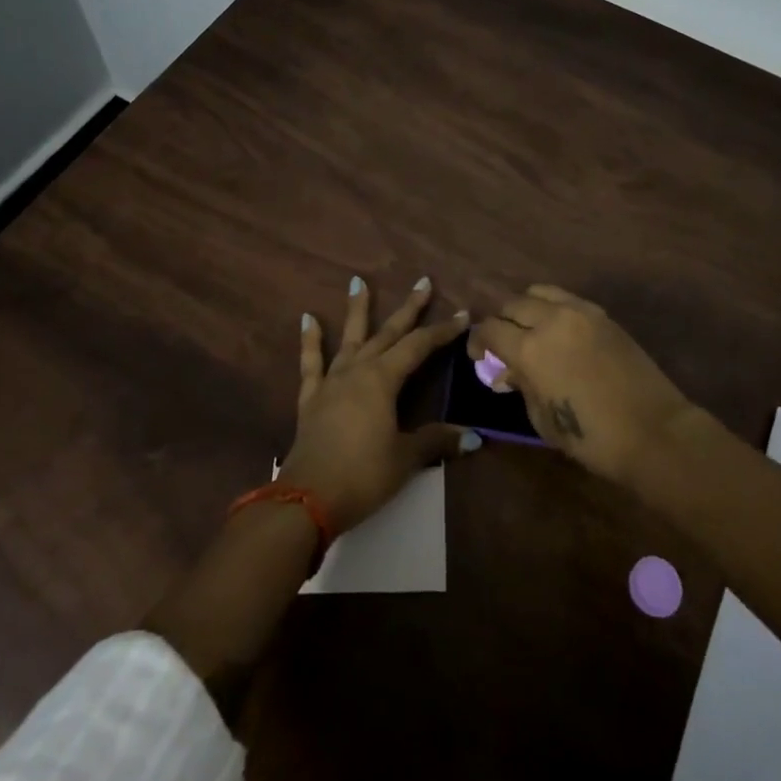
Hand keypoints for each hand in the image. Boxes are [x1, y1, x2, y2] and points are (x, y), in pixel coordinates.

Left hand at [278, 275, 475, 532]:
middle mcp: (358, 370)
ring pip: (350, 338)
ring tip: (357, 281)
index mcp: (383, 379)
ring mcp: (332, 381)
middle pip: (388, 333)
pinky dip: (310, 341)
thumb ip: (436, 441)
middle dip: (409, 308)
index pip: (419, 347)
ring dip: (357, 310)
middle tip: (422, 282)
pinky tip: (307, 319)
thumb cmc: (363, 475)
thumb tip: (473, 437)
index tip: (463, 315)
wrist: (307, 499)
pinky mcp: (311, 398)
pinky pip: (311, 363)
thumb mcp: (405, 458)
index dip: (442, 331)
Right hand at [472, 284, 695, 483]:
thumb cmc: (592, 437)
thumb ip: (522, 386)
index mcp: (530, 349)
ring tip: (529, 328)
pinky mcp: (602, 315)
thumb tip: (508, 371)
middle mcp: (550, 320)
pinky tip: (557, 329)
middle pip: (512, 305)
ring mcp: (579, 312)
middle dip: (501, 322)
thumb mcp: (542, 418)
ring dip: (526, 308)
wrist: (653, 431)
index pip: (490, 330)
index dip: (478, 341)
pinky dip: (553, 307)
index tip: (478, 355)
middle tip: (502, 342)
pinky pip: (566, 298)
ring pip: (539, 292)